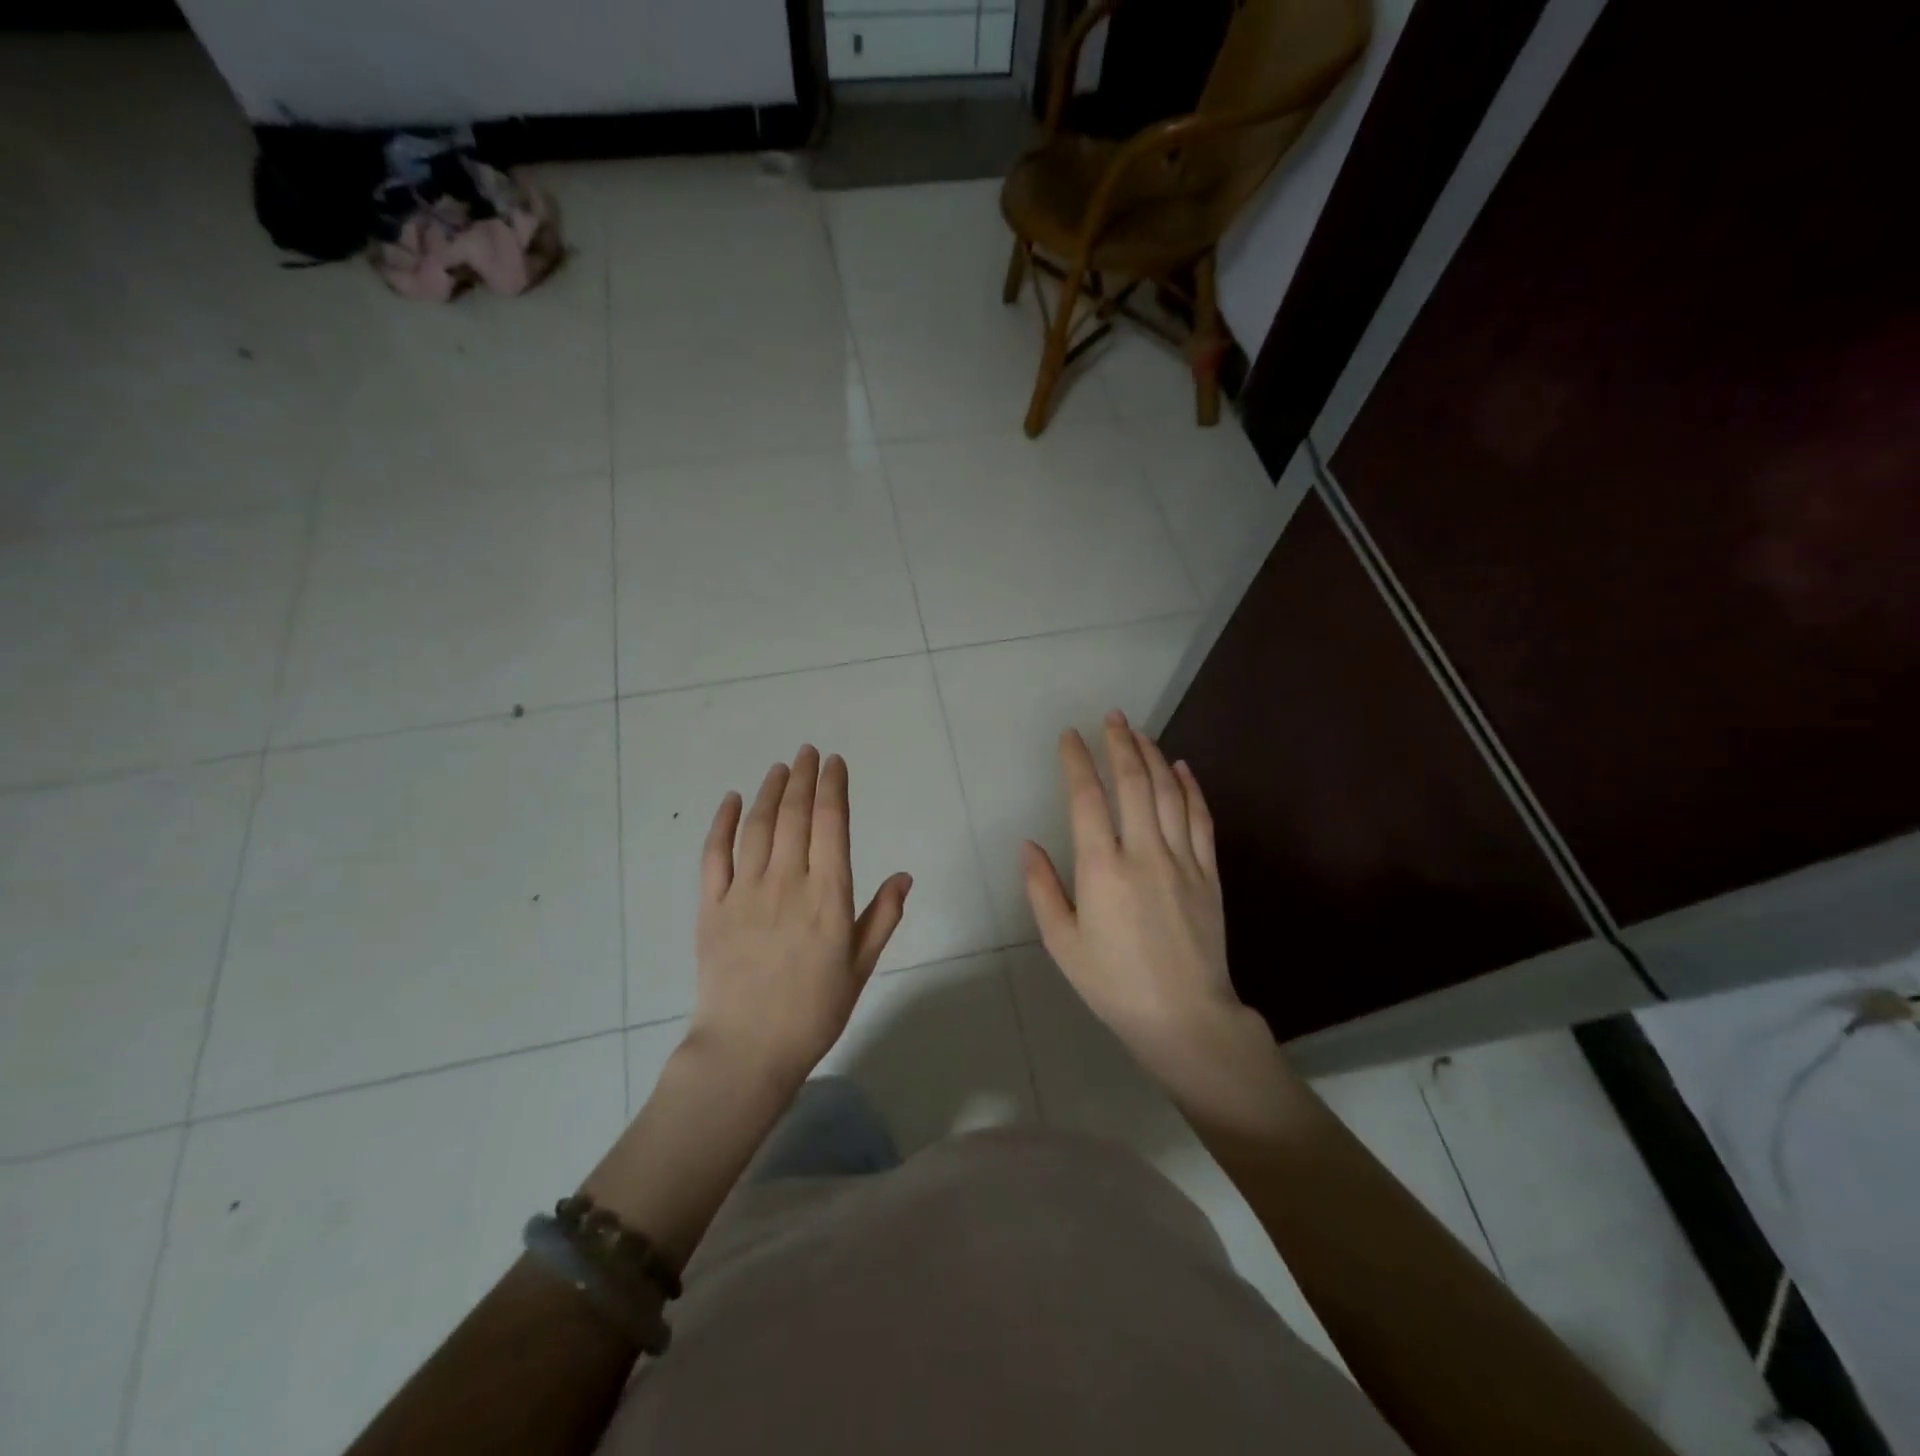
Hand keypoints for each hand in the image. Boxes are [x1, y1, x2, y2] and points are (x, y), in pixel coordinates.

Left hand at [690, 746, 911, 1087]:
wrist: (746, 1051)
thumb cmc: (814, 1012)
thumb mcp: (860, 967)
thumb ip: (882, 917)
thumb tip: (905, 875)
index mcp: (828, 896)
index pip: (832, 824)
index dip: (833, 787)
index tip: (835, 762)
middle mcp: (787, 883)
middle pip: (795, 815)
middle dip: (803, 777)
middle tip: (808, 752)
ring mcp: (744, 892)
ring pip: (758, 826)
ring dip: (770, 791)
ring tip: (780, 767)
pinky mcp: (711, 906)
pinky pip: (714, 855)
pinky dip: (723, 823)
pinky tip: (733, 800)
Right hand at [1022, 711, 1262, 1090]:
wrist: (1185, 1017)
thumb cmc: (1113, 983)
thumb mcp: (1062, 944)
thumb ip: (1042, 890)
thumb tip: (1029, 846)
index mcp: (1102, 870)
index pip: (1086, 799)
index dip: (1077, 762)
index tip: (1070, 737)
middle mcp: (1143, 853)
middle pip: (1133, 782)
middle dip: (1119, 743)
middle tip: (1111, 718)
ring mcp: (1182, 860)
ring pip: (1168, 792)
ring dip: (1153, 756)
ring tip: (1139, 733)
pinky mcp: (1208, 872)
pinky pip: (1201, 818)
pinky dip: (1190, 787)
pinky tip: (1181, 767)